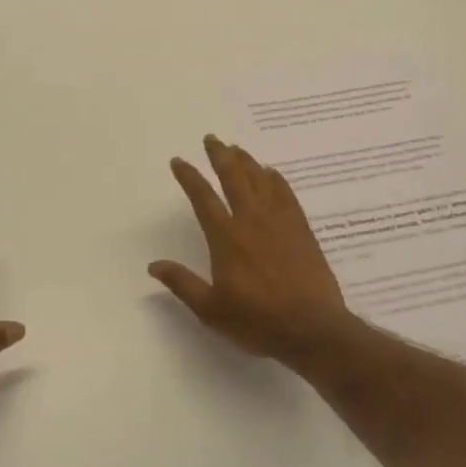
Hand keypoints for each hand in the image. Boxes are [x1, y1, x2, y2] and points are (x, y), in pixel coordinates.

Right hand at [149, 135, 365, 370]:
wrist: (312, 328)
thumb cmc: (257, 321)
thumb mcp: (211, 310)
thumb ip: (182, 284)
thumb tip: (154, 265)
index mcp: (226, 238)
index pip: (203, 198)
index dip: (189, 177)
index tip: (179, 161)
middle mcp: (251, 220)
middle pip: (233, 177)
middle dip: (220, 155)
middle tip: (212, 138)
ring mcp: (279, 221)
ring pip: (260, 180)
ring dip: (246, 161)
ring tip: (236, 148)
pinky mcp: (301, 228)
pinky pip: (286, 193)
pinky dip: (276, 179)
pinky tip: (271, 173)